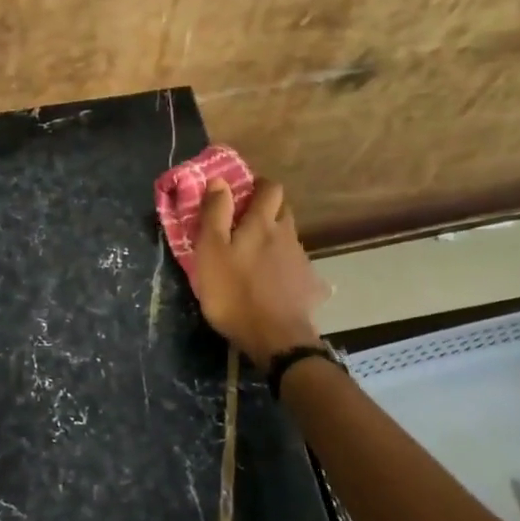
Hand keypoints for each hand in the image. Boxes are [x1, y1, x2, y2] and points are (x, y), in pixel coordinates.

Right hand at [190, 177, 328, 370]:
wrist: (275, 339)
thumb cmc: (234, 293)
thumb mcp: (211, 252)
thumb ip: (215, 214)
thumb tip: (219, 181)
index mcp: (262, 224)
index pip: (269, 188)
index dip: (258, 185)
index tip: (242, 192)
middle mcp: (286, 235)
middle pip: (282, 210)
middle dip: (267, 209)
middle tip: (244, 222)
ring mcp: (300, 260)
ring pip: (288, 237)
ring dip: (274, 238)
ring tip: (255, 255)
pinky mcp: (308, 284)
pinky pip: (296, 265)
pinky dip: (284, 265)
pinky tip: (273, 281)